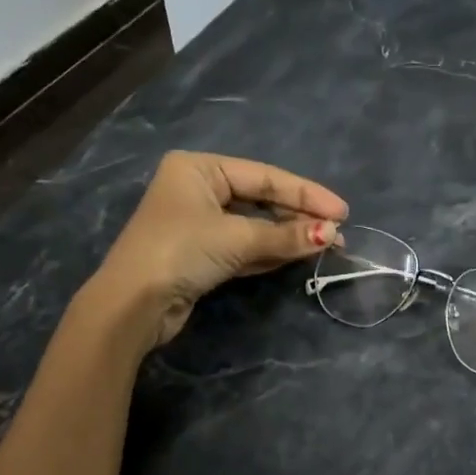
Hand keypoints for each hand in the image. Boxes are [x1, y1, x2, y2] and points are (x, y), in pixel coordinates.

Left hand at [87, 151, 347, 348]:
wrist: (132, 305)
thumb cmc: (180, 252)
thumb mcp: (237, 238)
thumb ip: (286, 235)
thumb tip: (332, 235)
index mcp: (200, 168)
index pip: (265, 176)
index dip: (307, 194)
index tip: (343, 212)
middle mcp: (198, 189)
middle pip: (261, 199)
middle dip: (299, 217)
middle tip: (337, 235)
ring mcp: (199, 223)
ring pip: (255, 225)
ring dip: (289, 236)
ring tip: (327, 246)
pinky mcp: (202, 254)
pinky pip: (245, 246)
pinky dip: (271, 251)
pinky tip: (299, 254)